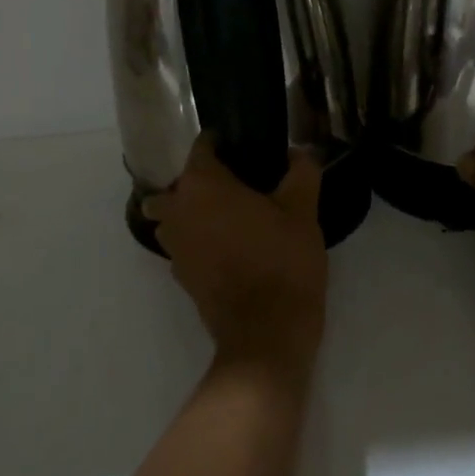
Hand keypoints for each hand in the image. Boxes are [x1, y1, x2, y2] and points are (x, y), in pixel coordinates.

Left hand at [142, 137, 328, 383]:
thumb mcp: (303, 210)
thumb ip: (301, 172)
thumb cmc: (283, 260)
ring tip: (227, 216)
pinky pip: (182, 245)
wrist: (267, 333)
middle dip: (198, 181)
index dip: (221, 143)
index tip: (243, 147)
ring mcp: (174, 246)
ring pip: (171, 217)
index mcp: (203, 184)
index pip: (202, 147)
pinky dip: (196, 241)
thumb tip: (302, 151)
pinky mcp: (180, 276)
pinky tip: (227, 247)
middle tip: (235, 184)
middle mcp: (178, 210)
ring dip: (190, 212)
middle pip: (177, 184)